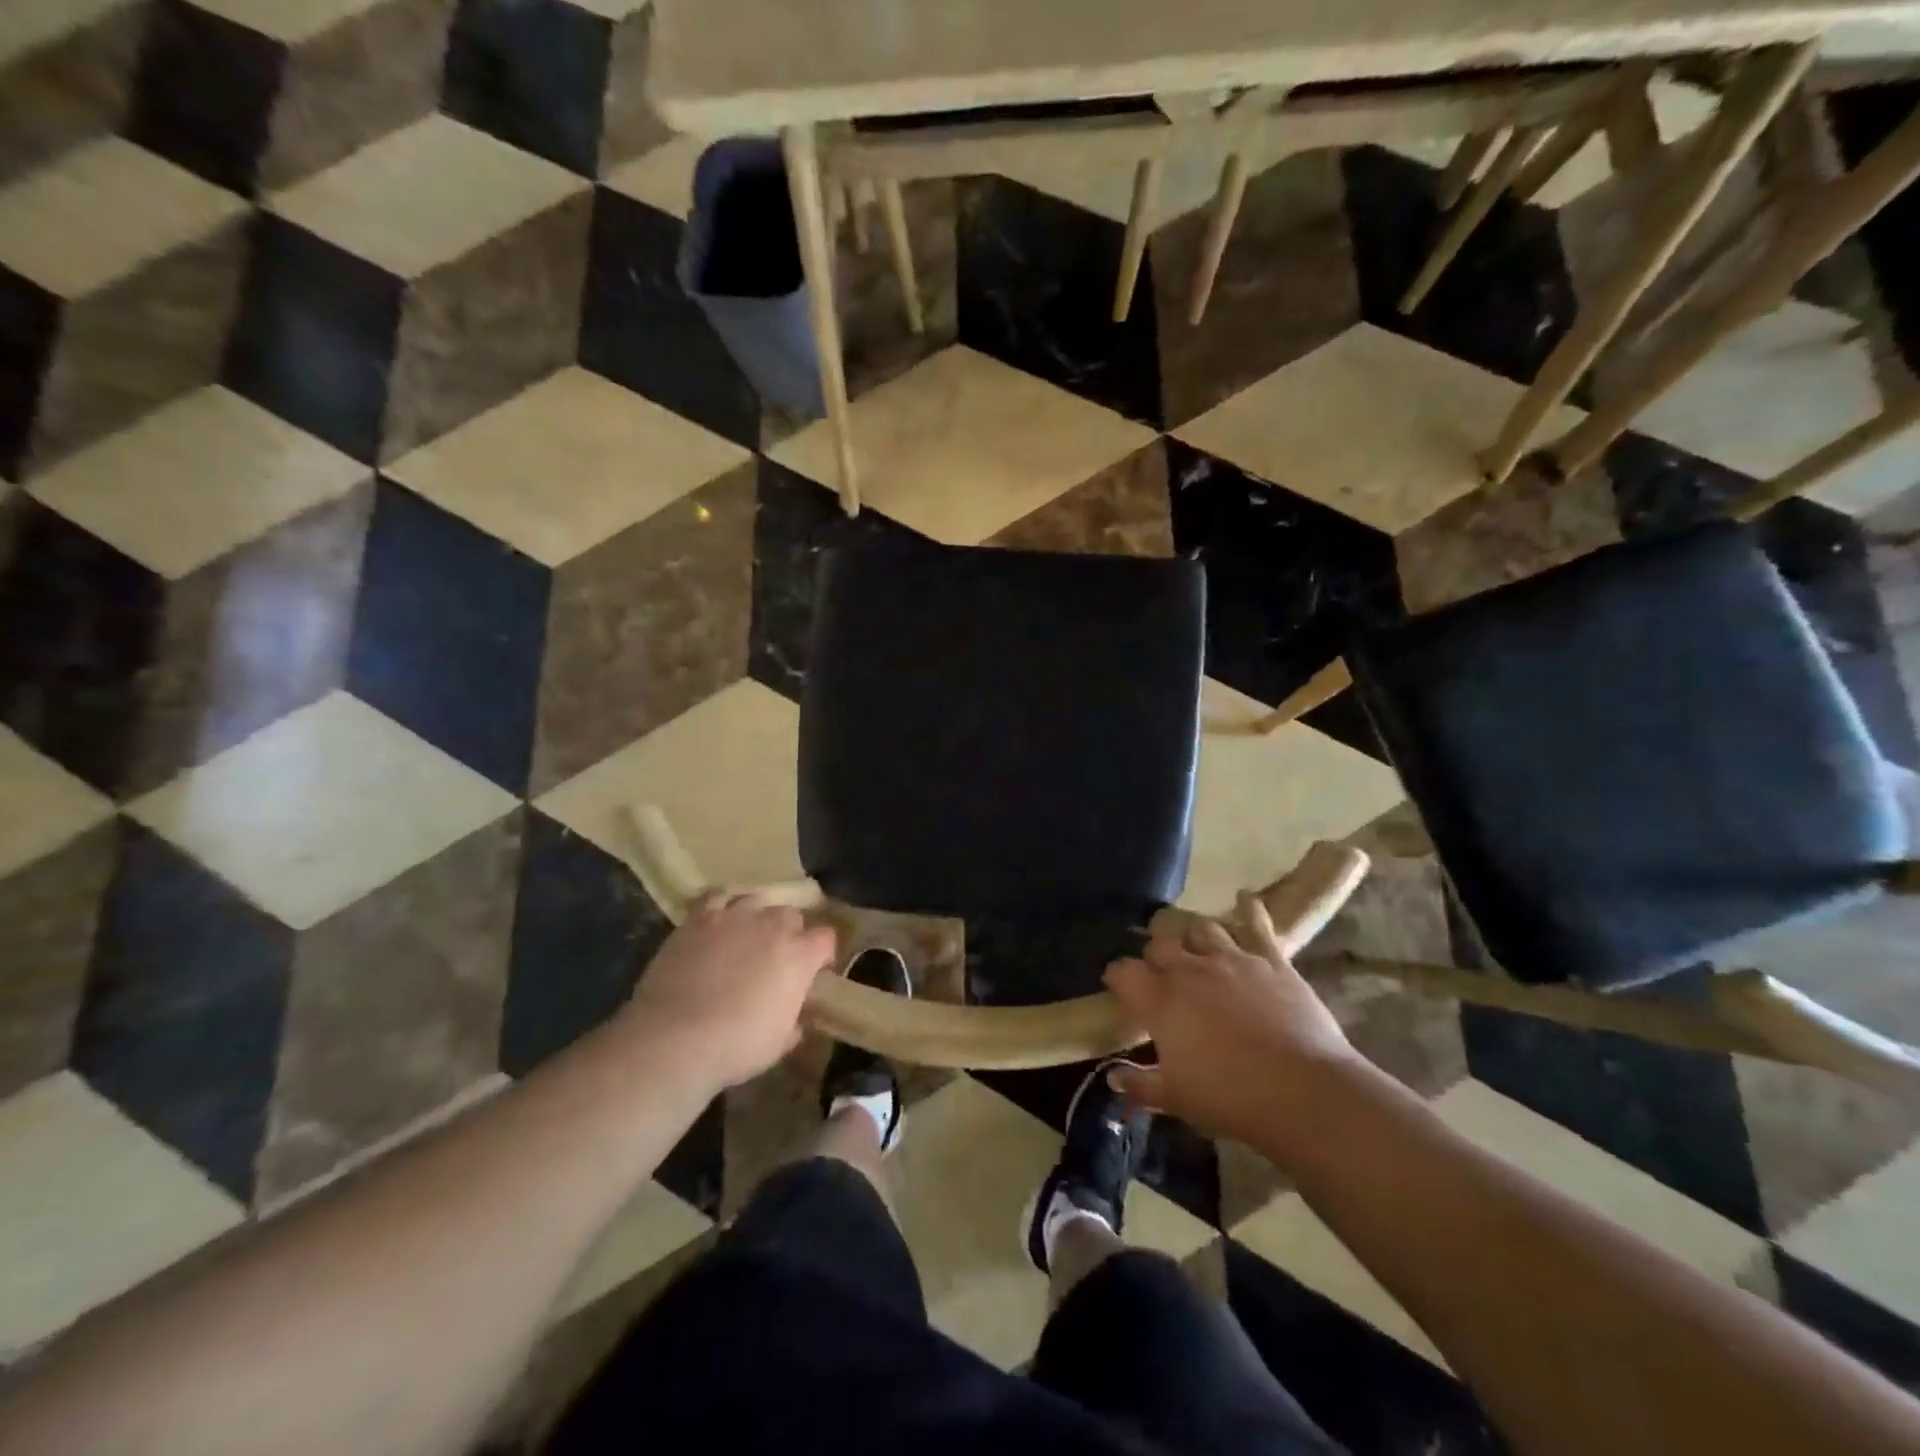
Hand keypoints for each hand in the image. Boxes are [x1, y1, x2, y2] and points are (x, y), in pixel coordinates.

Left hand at [625, 892, 837, 1090]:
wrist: (675, 1038)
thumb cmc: (736, 1046)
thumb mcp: (778, 1044)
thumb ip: (793, 1024)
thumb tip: (795, 1021)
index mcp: (800, 956)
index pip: (826, 939)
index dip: (822, 953)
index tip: (816, 970)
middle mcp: (772, 926)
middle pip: (791, 915)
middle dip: (789, 932)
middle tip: (776, 957)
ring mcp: (734, 917)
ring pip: (757, 901)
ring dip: (757, 916)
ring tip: (747, 935)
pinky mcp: (699, 918)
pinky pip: (717, 896)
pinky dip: (723, 904)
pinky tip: (719, 917)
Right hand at [1103, 895, 1360, 1142]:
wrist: (1303, 1091)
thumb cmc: (1230, 1097)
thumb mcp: (1176, 1099)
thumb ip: (1141, 1085)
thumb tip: (1113, 1077)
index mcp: (1161, 1000)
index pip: (1124, 972)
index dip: (1117, 976)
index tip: (1118, 986)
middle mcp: (1190, 970)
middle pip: (1160, 944)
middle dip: (1155, 956)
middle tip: (1160, 974)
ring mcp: (1232, 960)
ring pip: (1201, 928)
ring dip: (1194, 937)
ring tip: (1195, 948)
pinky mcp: (1270, 961)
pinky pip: (1257, 925)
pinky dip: (1249, 910)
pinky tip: (1244, 899)